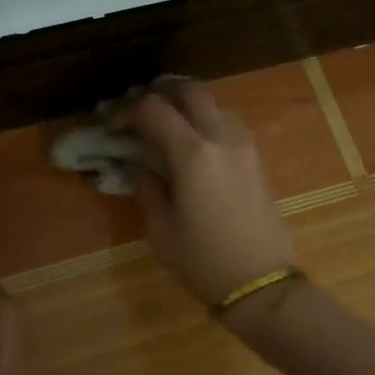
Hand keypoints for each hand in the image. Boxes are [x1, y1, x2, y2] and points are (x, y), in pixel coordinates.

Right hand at [117, 77, 295, 305]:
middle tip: (138, 104)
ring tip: (165, 120)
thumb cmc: (204, 260)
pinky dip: (205, 119)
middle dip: (160, 91)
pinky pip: (228, 122)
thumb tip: (139, 165)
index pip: (153, 110)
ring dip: (186, 103)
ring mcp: (244, 146)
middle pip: (190, 91)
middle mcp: (221, 138)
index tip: (111, 126)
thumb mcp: (160, 229)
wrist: (262, 284)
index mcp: (192, 154)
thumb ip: (146, 188)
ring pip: (213, 103)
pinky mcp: (256, 159)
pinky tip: (191, 140)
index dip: (126, 112)